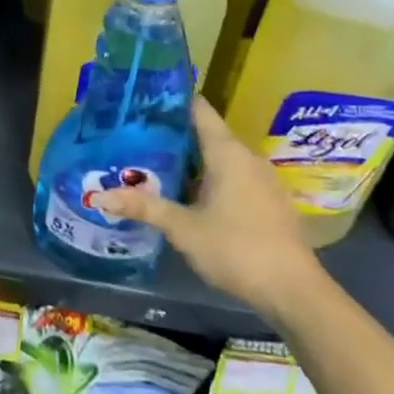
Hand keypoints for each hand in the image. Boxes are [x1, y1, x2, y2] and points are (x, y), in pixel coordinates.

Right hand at [98, 96, 325, 319]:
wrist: (295, 292)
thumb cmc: (237, 249)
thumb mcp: (183, 229)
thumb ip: (144, 207)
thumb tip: (99, 196)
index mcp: (227, 151)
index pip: (198, 109)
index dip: (171, 101)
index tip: (142, 101)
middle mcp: (247, 157)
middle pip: (206, 133)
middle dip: (173, 135)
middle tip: (136, 136)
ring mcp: (262, 179)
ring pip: (220, 158)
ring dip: (191, 160)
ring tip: (154, 164)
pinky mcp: (269, 201)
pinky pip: (233, 177)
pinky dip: (209, 178)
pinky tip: (188, 196)